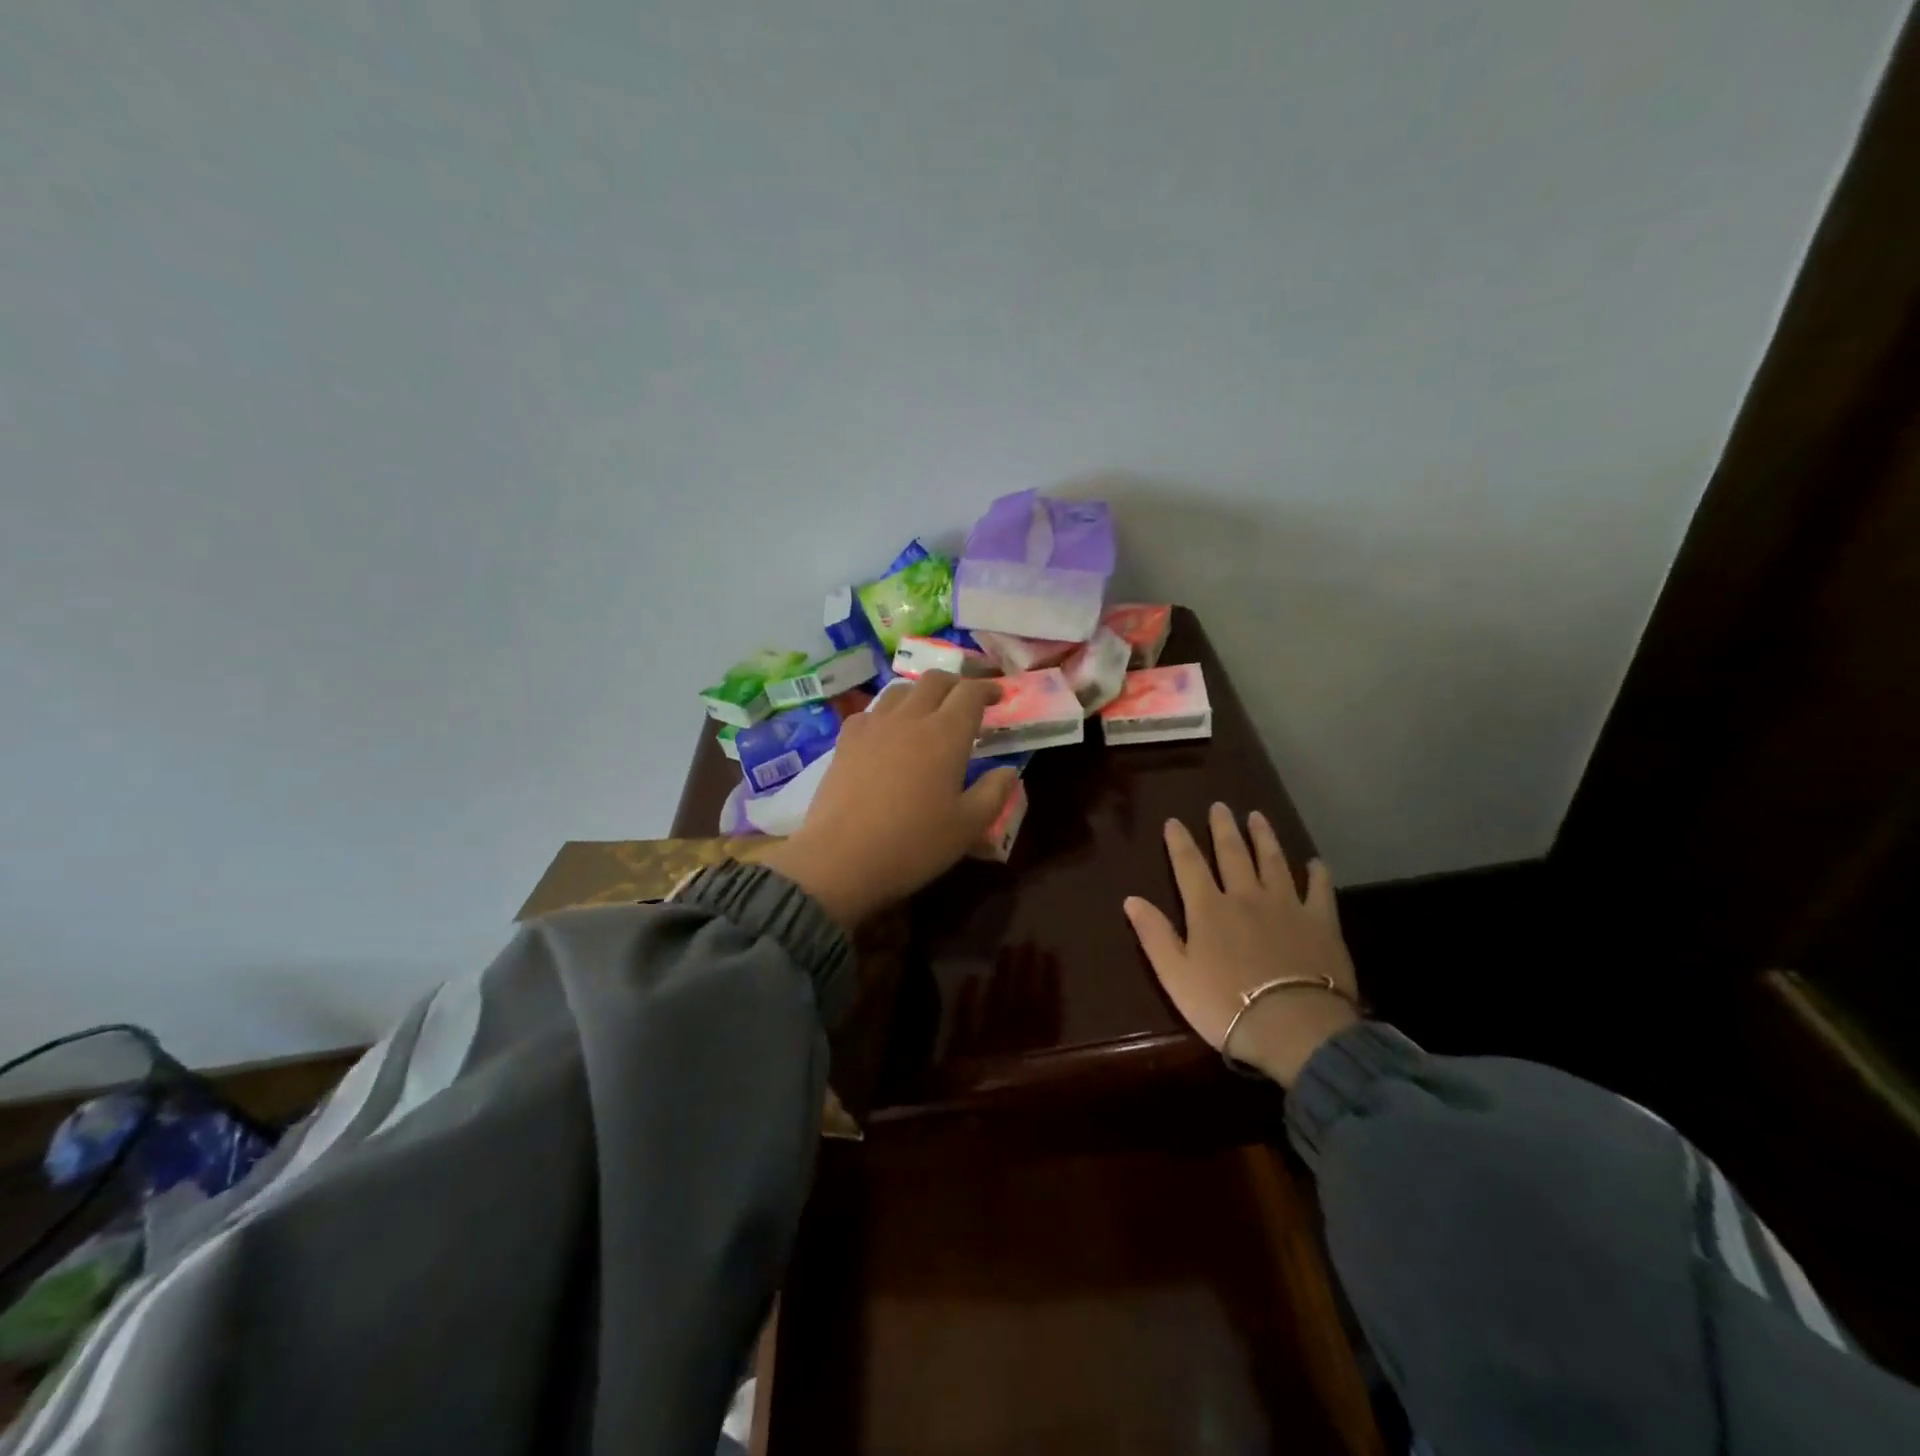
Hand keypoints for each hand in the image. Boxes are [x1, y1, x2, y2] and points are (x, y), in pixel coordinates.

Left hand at [759, 672, 1019, 929]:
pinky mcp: (845, 741)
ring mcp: (873, 726)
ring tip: (928, 711)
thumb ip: (994, 792)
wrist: (840, 858)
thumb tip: (1008, 771)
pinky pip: (871, 712)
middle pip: (935, 681)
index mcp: (946, 734)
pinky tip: (887, 732)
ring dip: (921, 693)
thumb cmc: (913, 843)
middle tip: (967, 700)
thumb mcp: (968, 826)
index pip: (971, 693)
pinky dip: (887, 713)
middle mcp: (910, 718)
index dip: (988, 689)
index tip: (999, 696)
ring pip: (901, 691)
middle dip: (956, 683)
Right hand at [1123, 803, 1359, 1086]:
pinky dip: (1317, 874)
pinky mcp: (1321, 923)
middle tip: (1220, 806)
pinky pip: (1318, 890)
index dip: (1179, 841)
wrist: (1293, 1027)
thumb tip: (1130, 899)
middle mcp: (1246, 897)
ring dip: (1264, 838)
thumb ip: (1154, 934)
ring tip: (1258, 817)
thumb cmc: (1224, 1005)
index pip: (1189, 865)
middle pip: (1233, 854)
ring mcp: (1286, 906)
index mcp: (1208, 909)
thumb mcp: (1175, 975)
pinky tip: (1315, 863)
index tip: (1174, 821)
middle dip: (1224, 828)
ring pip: (1273, 862)